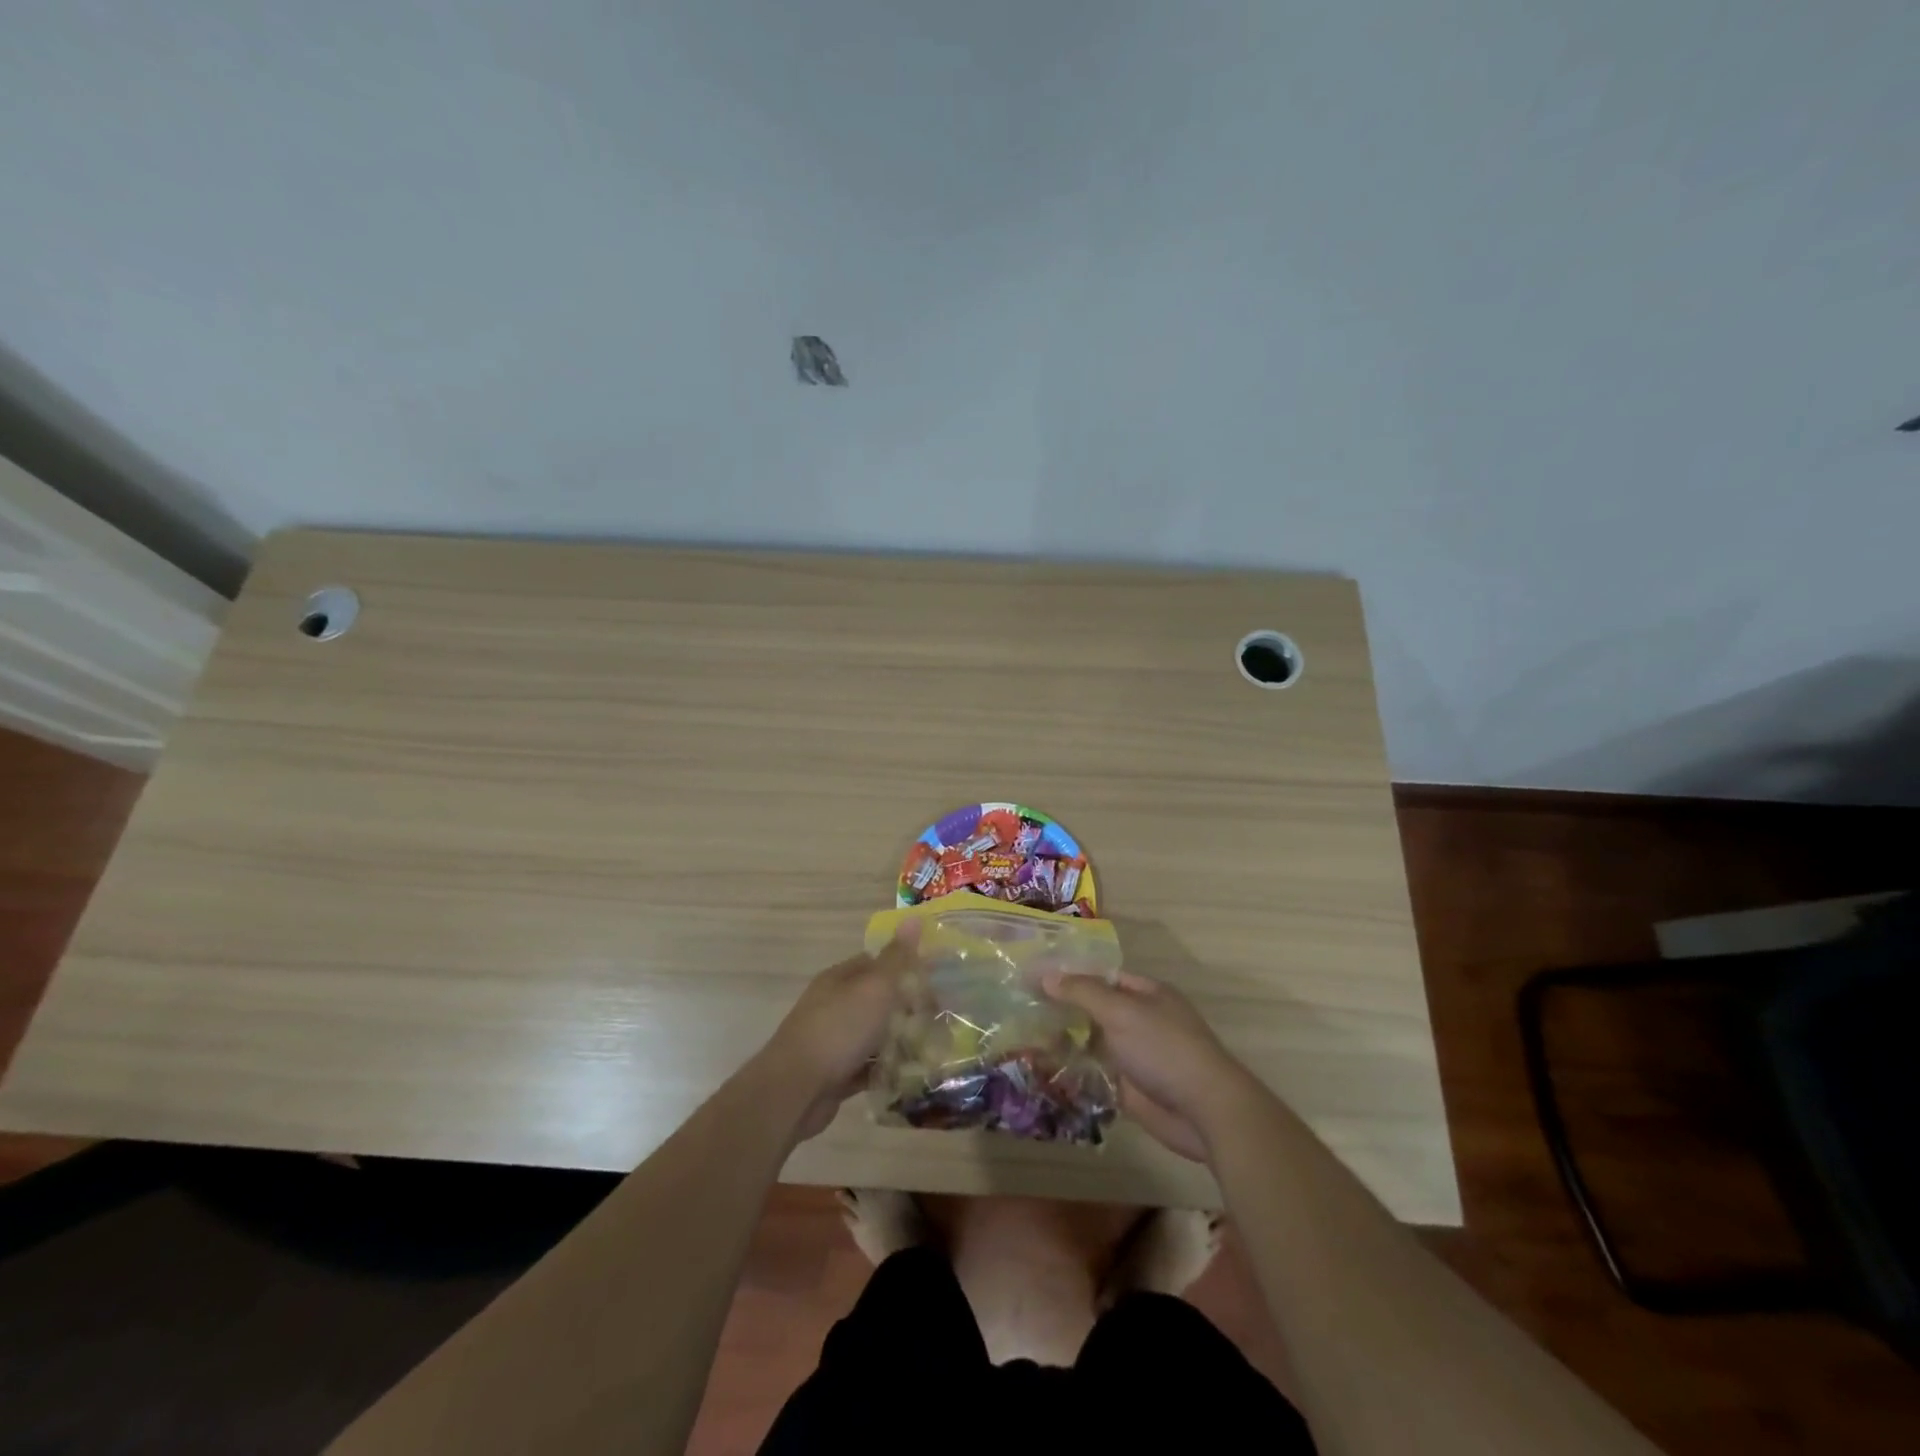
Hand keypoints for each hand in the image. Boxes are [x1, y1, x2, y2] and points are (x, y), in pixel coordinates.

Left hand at [761, 923, 919, 1141]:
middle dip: (907, 1008)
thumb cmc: (839, 1030)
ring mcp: (833, 1040)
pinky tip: (911, 1075)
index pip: (877, 963)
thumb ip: (896, 958)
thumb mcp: (874, 988)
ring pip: (874, 1035)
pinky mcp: (835, 1074)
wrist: (795, 1091)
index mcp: (840, 979)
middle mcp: (834, 1005)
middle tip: (940, 1019)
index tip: (936, 982)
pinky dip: (886, 1069)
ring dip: (899, 1041)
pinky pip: (868, 1067)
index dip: (906, 968)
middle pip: (877, 1000)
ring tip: (934, 1049)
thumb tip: (914, 917)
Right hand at [1044, 969, 1260, 1160]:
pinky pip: (1095, 1075)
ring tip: (1023, 1038)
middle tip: (1021, 1010)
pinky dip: (1073, 1073)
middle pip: (1095, 1010)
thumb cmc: (1164, 1049)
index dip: (1070, 976)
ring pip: (1093, 1044)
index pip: (1102, 977)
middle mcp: (1141, 1021)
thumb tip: (1044, 975)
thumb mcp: (1121, 1012)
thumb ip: (1082, 992)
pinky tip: (1042, 1070)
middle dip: (1063, 1010)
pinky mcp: (1129, 1089)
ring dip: (1064, 1043)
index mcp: (1146, 994)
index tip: (1034, 979)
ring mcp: (1135, 1056)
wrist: (1205, 1110)